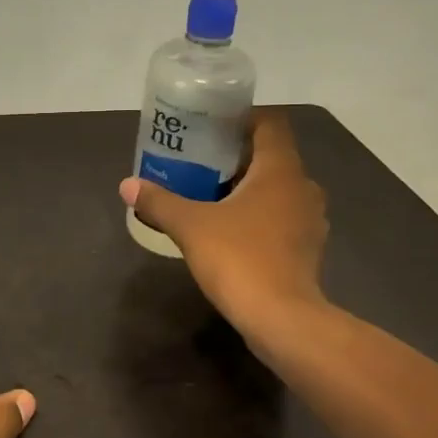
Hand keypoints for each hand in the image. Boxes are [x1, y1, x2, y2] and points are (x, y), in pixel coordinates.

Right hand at [121, 108, 328, 338]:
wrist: (282, 319)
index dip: (243, 118)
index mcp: (281, 170)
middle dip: (238, 157)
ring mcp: (310, 221)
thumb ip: (159, 202)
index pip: (271, 123)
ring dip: (250, 189)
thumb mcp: (190, 226)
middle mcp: (303, 187)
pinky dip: (259, 217)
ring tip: (212, 197)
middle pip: (273, 157)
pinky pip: (282, 218)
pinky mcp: (308, 250)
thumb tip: (127, 185)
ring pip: (279, 190)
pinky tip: (232, 232)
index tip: (212, 127)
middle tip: (201, 163)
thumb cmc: (239, 258)